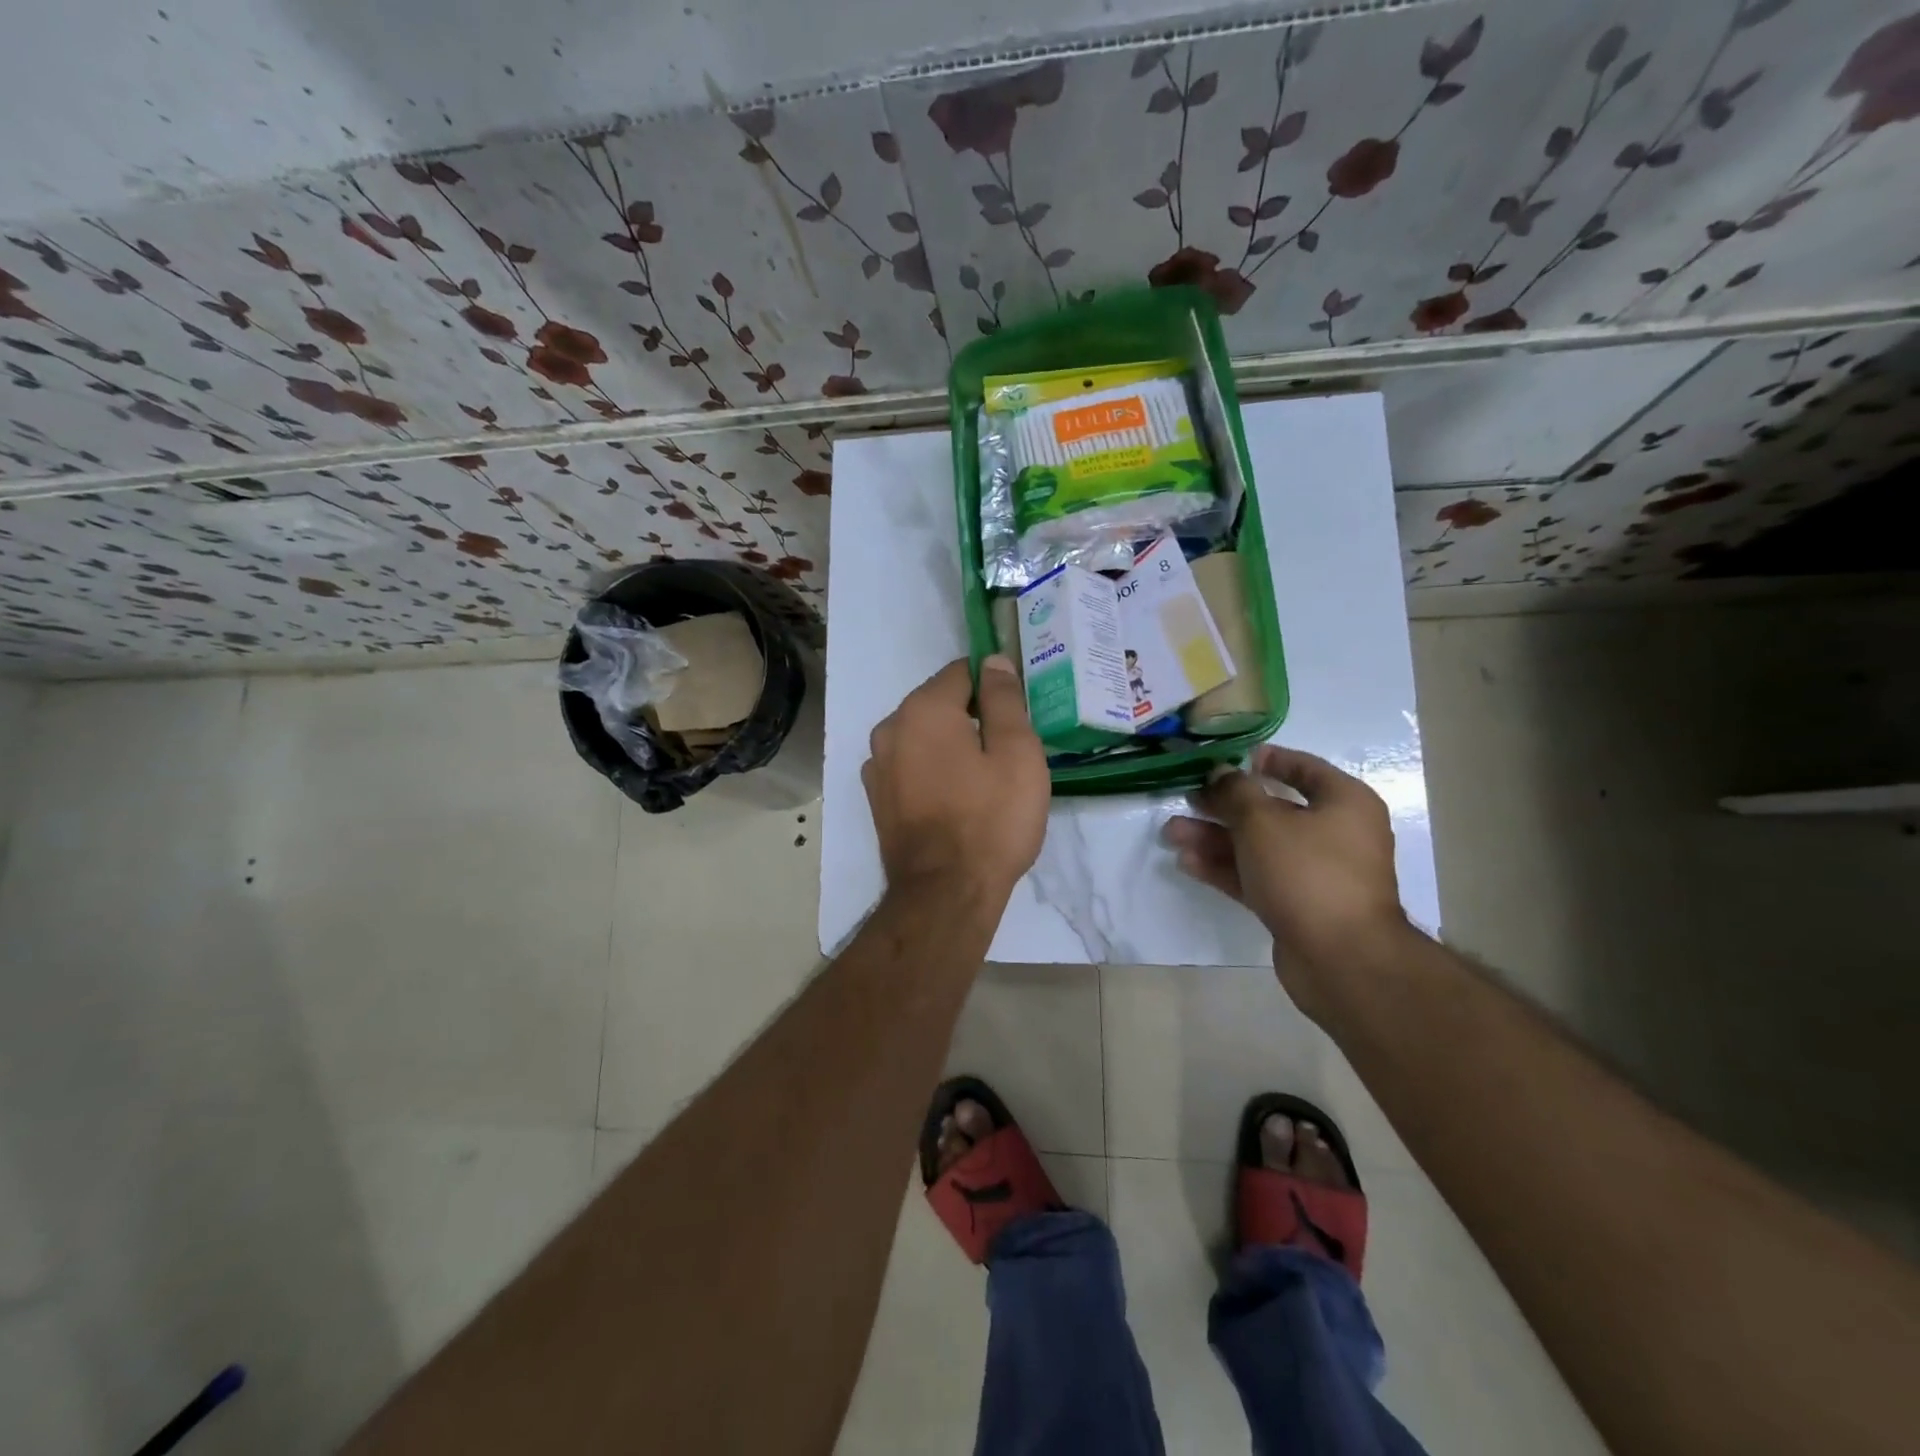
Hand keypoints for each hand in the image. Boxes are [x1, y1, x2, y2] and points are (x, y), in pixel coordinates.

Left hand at [864, 656, 1048, 906]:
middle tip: (1007, 752)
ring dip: (951, 745)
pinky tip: (956, 799)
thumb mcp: (1017, 753)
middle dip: (972, 717)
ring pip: (923, 737)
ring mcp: (877, 766)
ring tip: (983, 780)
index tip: (1017, 715)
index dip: (994, 686)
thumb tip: (993, 661)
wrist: (946, 894)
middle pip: (940, 704)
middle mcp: (889, 728)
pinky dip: (932, 771)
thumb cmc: (991, 820)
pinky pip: (911, 766)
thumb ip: (1004, 699)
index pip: (962, 672)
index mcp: (923, 710)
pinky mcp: (877, 798)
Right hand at [1165, 744, 1404, 1017]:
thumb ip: (1235, 792)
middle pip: (1272, 811)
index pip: (1304, 768)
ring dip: (1215, 838)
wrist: (1342, 959)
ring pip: (1258, 847)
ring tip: (1172, 834)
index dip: (1266, 760)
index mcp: (1344, 803)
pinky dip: (1225, 868)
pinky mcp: (1298, 907)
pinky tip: (1187, 863)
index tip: (1229, 760)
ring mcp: (1316, 874)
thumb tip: (1220, 772)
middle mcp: (1335, 835)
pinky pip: (1256, 877)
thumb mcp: (1263, 821)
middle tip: (1186, 799)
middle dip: (1224, 806)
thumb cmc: (1308, 872)